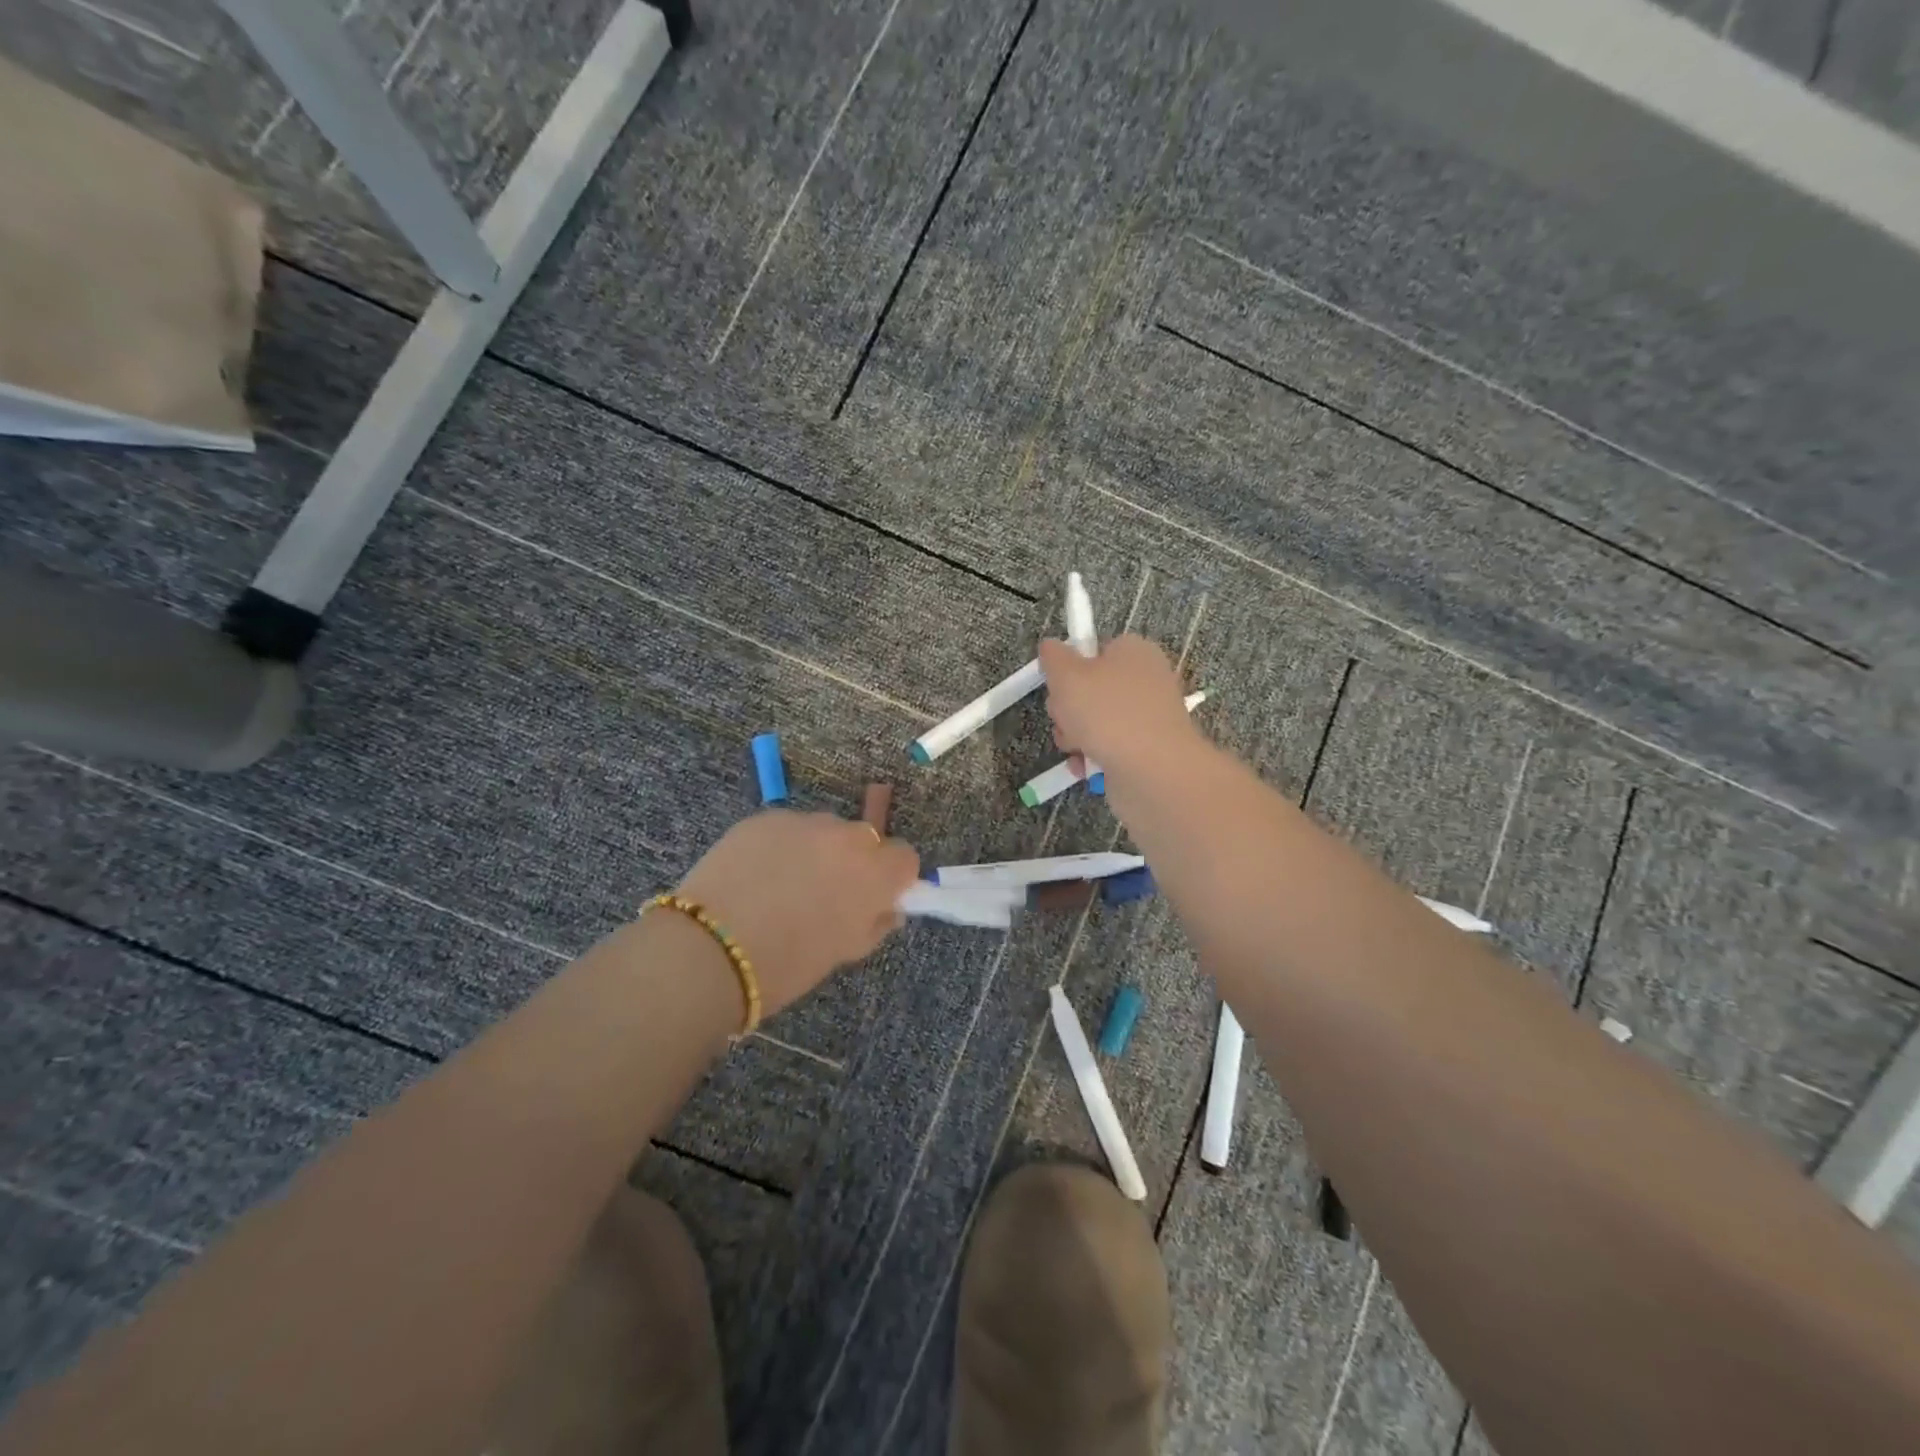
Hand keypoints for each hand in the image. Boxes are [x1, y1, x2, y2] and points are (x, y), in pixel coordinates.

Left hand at [677, 811, 919, 1015]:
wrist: (710, 949)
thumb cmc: (787, 965)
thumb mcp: (844, 952)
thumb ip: (874, 922)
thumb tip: (886, 907)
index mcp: (874, 872)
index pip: (905, 856)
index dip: (893, 876)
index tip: (874, 897)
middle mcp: (845, 836)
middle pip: (864, 838)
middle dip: (854, 860)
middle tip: (826, 893)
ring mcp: (803, 821)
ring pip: (823, 830)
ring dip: (816, 850)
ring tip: (782, 884)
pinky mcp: (765, 817)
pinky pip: (786, 828)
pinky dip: (780, 846)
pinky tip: (755, 875)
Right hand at [1039, 635, 1201, 774]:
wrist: (1152, 771)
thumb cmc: (1107, 713)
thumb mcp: (1066, 675)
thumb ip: (1053, 656)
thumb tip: (1051, 647)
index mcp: (1134, 651)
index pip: (1095, 650)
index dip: (1071, 668)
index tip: (1059, 685)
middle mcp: (1146, 680)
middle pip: (1092, 688)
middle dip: (1068, 707)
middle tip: (1065, 718)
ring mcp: (1148, 718)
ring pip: (1096, 722)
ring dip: (1075, 735)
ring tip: (1076, 747)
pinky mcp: (1147, 750)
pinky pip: (1109, 748)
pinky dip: (1092, 757)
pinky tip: (1085, 766)